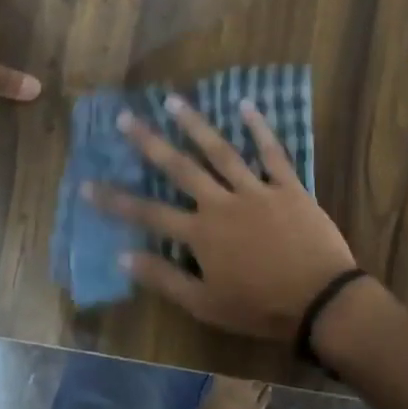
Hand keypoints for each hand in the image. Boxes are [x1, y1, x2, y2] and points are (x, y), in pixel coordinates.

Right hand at [84, 96, 357, 341]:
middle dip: (150, 143)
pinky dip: (260, 128)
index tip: (87, 184)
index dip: (115, 201)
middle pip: (180, 168)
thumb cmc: (260, 307)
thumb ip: (164, 279)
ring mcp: (256, 190)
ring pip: (220, 151)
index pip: (149, 215)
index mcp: (201, 234)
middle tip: (126, 118)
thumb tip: (122, 257)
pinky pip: (272, 152)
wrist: (320, 300)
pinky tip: (246, 105)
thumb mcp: (205, 304)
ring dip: (195, 125)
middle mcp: (222, 203)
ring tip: (174, 101)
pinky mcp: (287, 186)